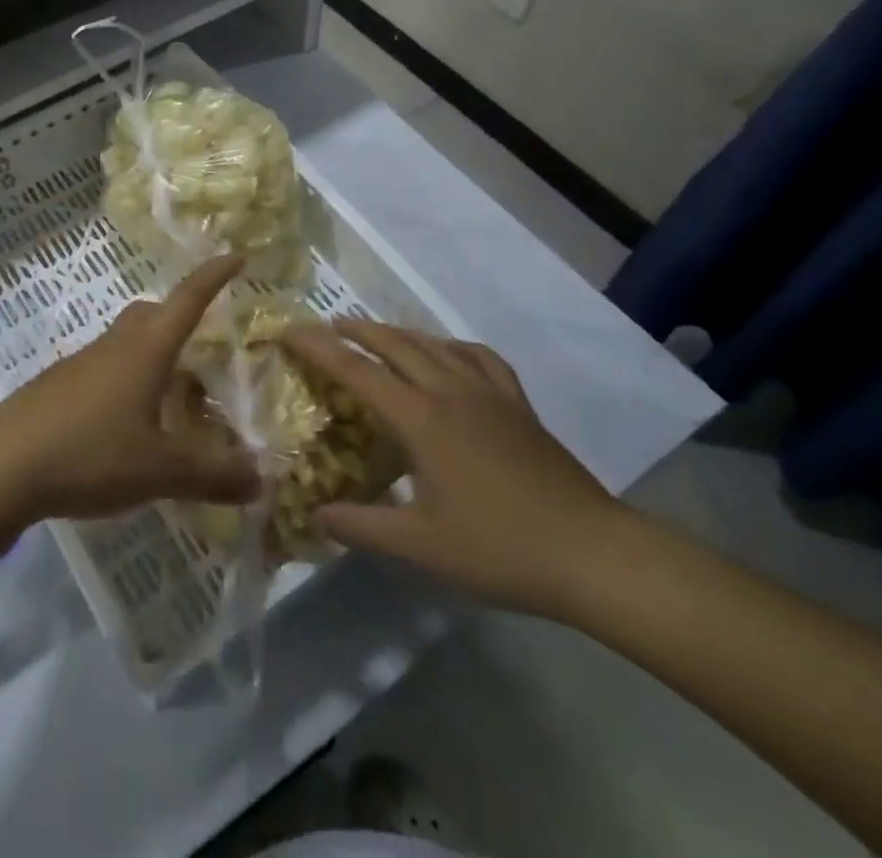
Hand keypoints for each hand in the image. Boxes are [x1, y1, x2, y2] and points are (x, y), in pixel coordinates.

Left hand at [0, 255, 261, 521]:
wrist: (1, 467)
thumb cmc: (89, 453)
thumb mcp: (160, 470)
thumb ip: (212, 474)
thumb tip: (261, 479)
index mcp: (145, 351)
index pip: (187, 300)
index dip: (214, 276)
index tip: (236, 255)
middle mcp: (113, 346)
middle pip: (150, 314)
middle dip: (178, 317)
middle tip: (202, 344)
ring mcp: (79, 364)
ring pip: (124, 343)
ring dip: (151, 356)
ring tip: (170, 397)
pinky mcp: (56, 387)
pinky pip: (101, 370)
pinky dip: (124, 383)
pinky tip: (125, 425)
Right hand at [280, 321, 622, 617]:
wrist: (593, 553)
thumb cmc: (500, 549)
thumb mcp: (421, 547)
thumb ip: (362, 526)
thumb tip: (315, 515)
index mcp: (421, 419)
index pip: (356, 370)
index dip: (318, 348)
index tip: (288, 331)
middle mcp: (449, 391)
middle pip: (394, 343)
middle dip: (355, 330)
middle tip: (326, 326)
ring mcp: (488, 393)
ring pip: (433, 344)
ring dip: (397, 332)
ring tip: (375, 333)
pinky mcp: (518, 404)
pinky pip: (478, 357)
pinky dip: (452, 346)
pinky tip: (448, 354)